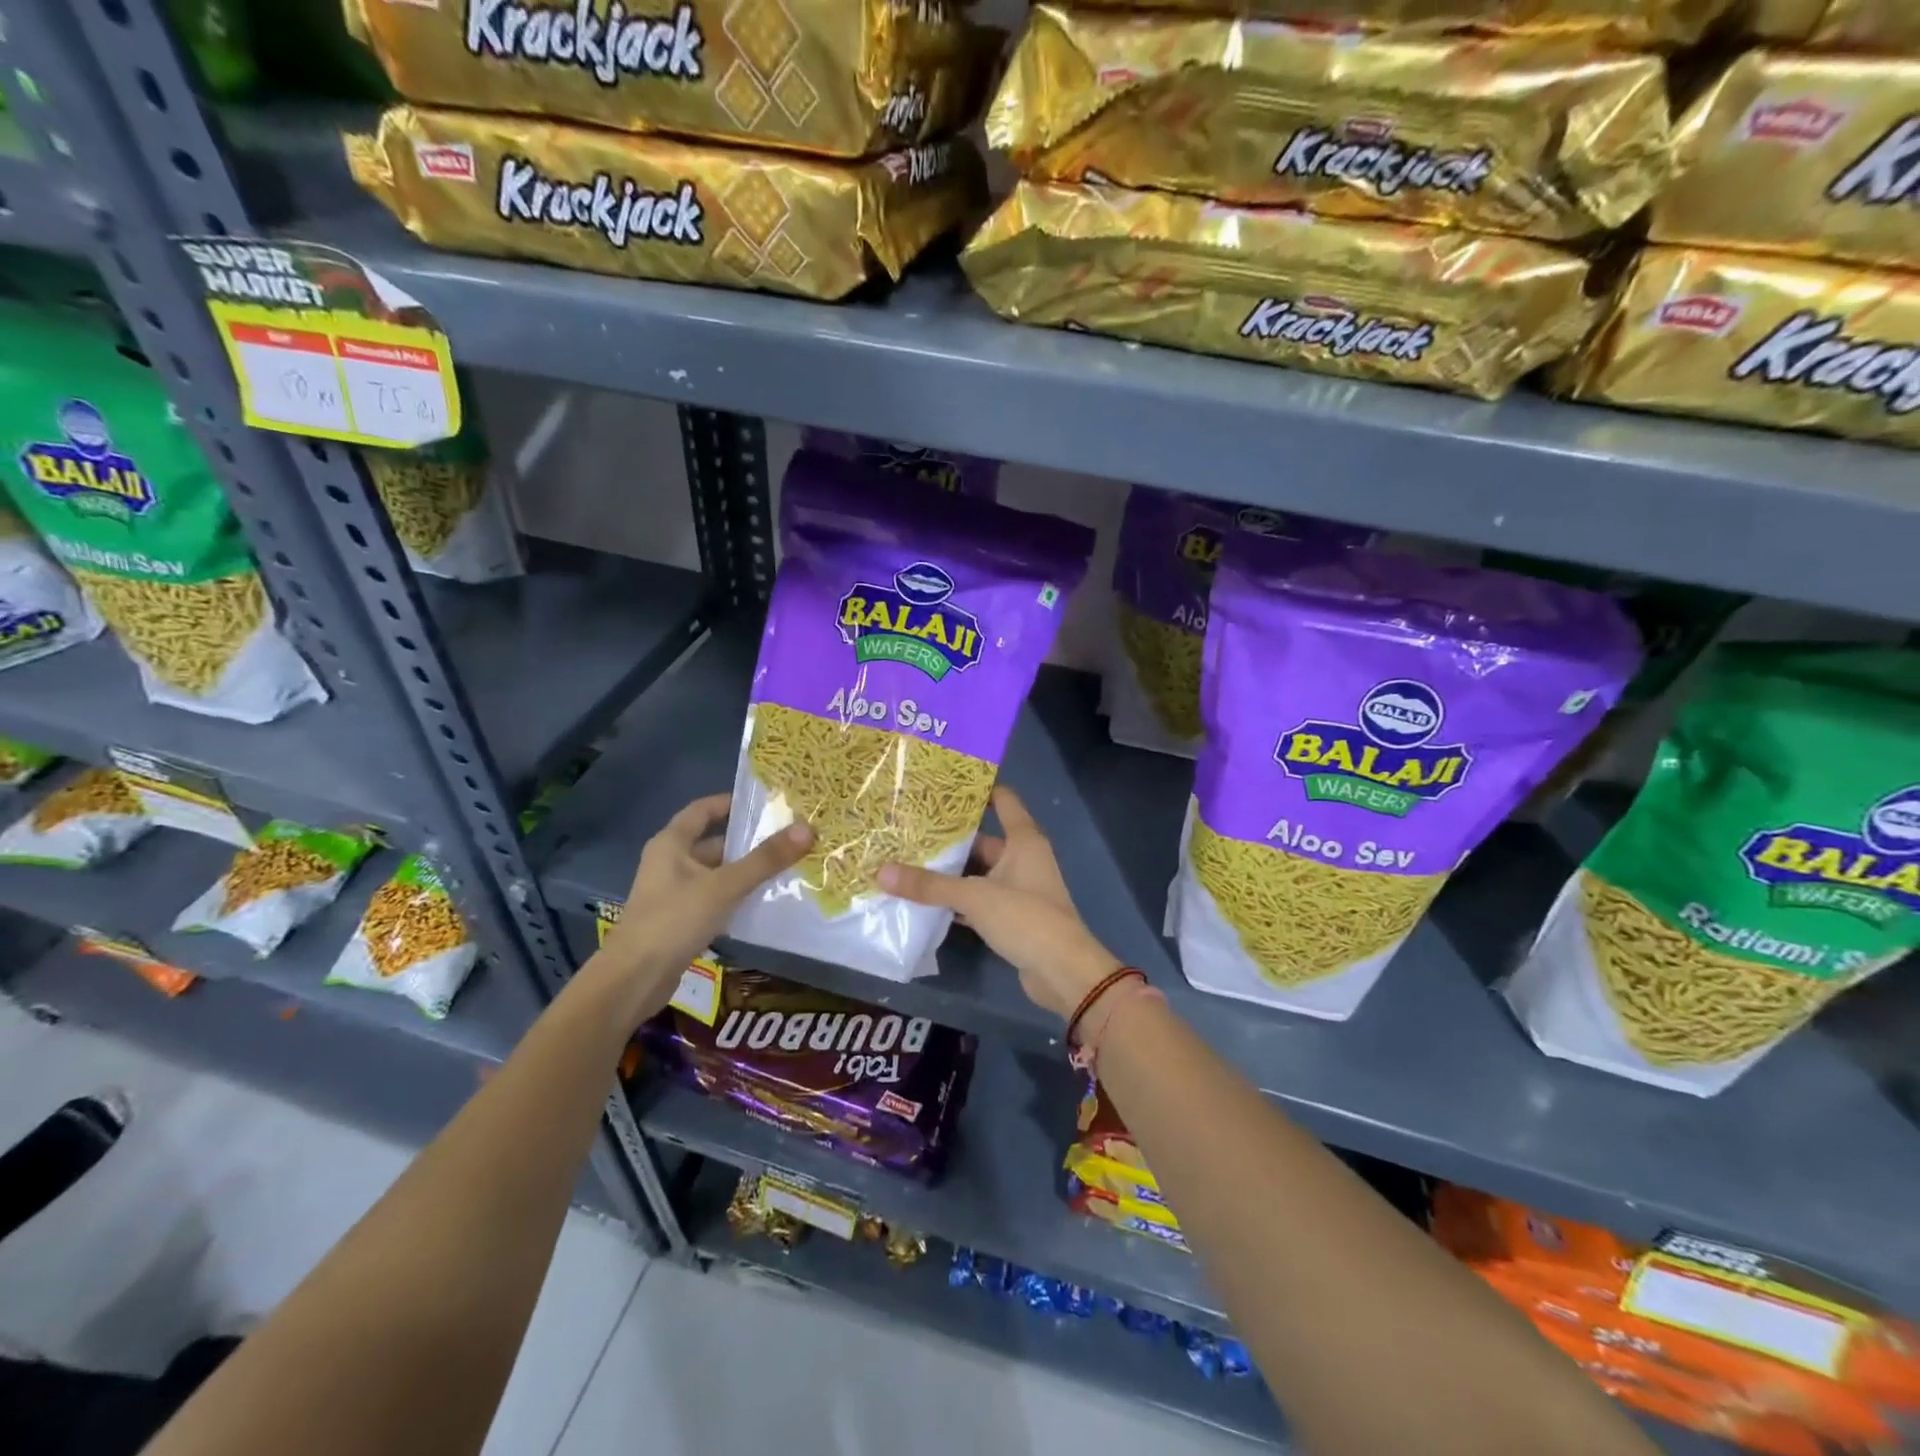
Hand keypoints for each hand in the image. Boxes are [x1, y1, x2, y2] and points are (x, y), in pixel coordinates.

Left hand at [598, 794, 811, 1008]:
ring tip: (785, 867)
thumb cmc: (674, 920)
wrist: (633, 980)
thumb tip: (808, 828)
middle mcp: (669, 863)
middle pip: (713, 842)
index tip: (766, 802)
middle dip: (747, 841)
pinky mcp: (679, 920)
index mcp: (671, 844)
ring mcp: (672, 893)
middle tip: (787, 837)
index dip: (731, 802)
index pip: (703, 809)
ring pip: (715, 873)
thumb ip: (765, 859)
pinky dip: (735, 896)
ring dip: (744, 871)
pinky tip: (763, 901)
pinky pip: (713, 898)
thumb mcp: (724, 886)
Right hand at [878, 785, 1120, 1021]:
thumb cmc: (1026, 918)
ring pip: (978, 872)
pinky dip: (957, 899)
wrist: (1063, 972)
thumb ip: (929, 885)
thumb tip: (881, 871)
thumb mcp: (974, 897)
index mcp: (1023, 840)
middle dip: (950, 837)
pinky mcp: (1012, 916)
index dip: (978, 789)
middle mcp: (1023, 858)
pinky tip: (926, 900)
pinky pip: (979, 899)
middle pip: (983, 839)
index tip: (943, 784)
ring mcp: (1018, 888)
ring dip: (950, 871)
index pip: (1003, 801)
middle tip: (910, 828)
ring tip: (908, 860)